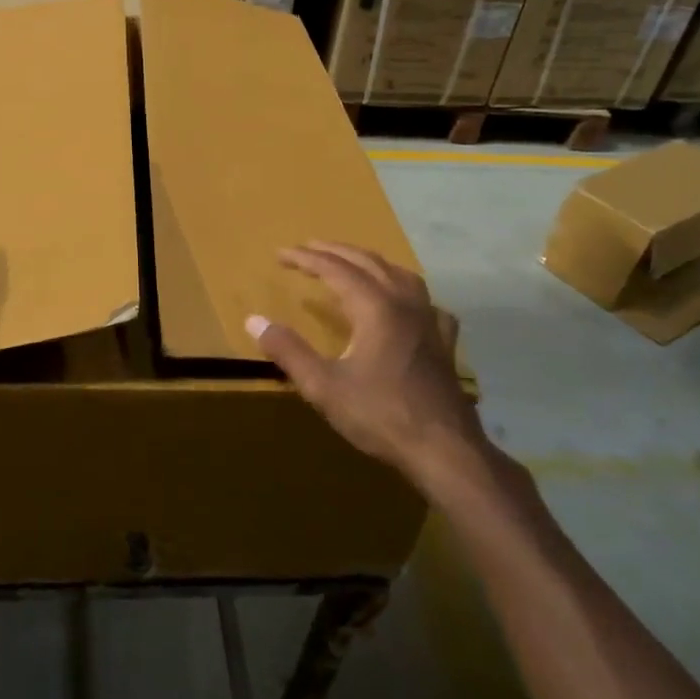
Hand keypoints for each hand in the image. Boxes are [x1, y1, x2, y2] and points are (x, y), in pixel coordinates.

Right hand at [247, 242, 490, 497]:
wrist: (445, 450)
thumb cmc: (380, 416)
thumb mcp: (323, 386)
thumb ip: (288, 350)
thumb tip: (254, 320)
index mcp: (376, 308)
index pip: (335, 269)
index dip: (306, 259)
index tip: (281, 254)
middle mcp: (405, 304)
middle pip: (368, 263)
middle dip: (335, 252)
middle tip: (308, 247)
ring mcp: (430, 321)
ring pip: (400, 275)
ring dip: (370, 263)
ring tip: (351, 264)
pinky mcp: (444, 342)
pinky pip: (424, 301)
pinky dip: (405, 291)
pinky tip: (402, 303)